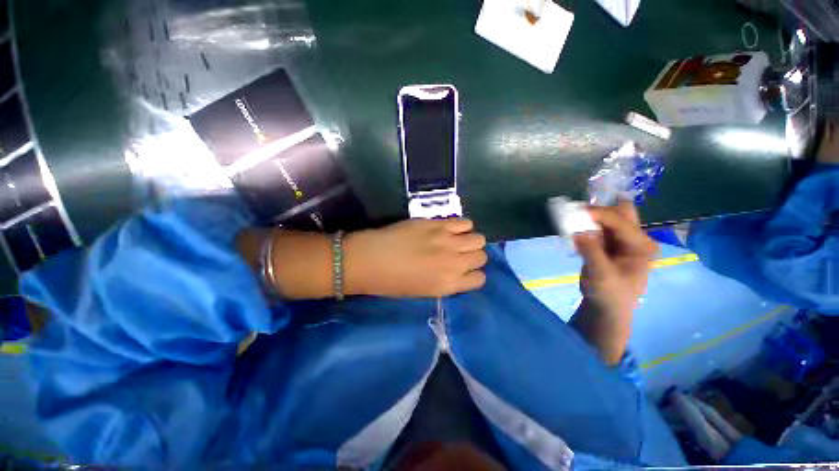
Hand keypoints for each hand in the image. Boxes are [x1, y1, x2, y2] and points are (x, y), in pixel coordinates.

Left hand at [345, 218, 487, 297]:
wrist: (370, 259)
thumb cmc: (392, 282)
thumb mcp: (424, 291)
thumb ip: (446, 281)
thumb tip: (458, 270)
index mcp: (449, 284)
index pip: (479, 278)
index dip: (473, 273)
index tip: (464, 270)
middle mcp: (453, 262)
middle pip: (481, 256)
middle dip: (473, 256)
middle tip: (459, 254)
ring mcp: (447, 240)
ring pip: (478, 237)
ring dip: (470, 240)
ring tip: (456, 240)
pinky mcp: (437, 223)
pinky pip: (464, 222)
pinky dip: (462, 226)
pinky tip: (450, 228)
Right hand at [570, 200, 656, 363]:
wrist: (605, 308)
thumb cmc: (609, 294)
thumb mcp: (601, 274)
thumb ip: (591, 251)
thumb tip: (578, 230)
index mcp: (642, 245)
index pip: (620, 222)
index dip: (598, 214)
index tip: (575, 212)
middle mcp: (635, 238)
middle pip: (620, 213)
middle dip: (599, 209)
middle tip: (577, 210)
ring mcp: (621, 240)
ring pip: (606, 219)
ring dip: (589, 217)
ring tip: (571, 218)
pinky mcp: (607, 244)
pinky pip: (595, 228)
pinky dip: (583, 226)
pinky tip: (572, 230)